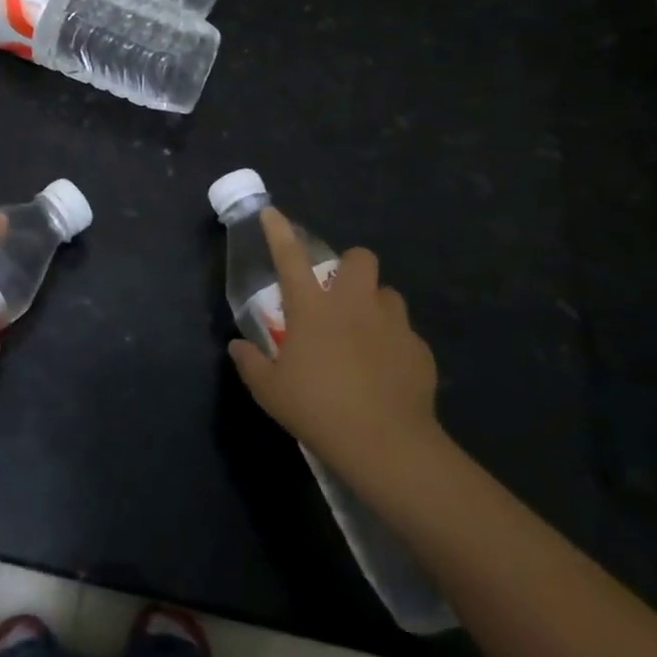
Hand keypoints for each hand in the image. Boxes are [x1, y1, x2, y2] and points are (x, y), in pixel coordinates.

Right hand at [228, 208, 443, 483]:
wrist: (385, 443)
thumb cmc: (317, 409)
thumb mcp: (270, 390)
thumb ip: (251, 363)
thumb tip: (238, 346)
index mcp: (312, 308)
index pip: (290, 258)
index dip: (279, 232)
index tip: (272, 212)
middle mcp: (354, 304)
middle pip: (360, 258)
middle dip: (350, 266)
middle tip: (339, 295)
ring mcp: (391, 324)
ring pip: (388, 294)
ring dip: (374, 305)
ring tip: (365, 333)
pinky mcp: (418, 349)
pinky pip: (405, 334)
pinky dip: (393, 344)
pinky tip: (386, 371)